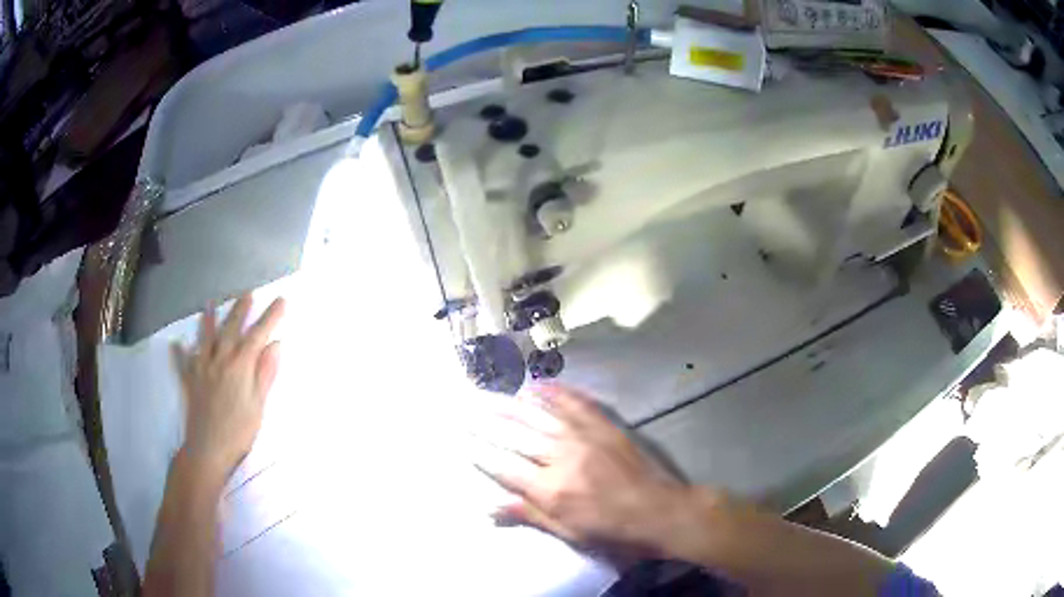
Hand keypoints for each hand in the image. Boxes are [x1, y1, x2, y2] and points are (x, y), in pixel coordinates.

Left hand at [170, 294, 284, 479]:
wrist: (208, 449)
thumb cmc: (239, 431)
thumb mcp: (258, 405)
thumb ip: (265, 374)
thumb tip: (275, 345)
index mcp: (240, 366)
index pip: (258, 335)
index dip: (271, 317)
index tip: (282, 300)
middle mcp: (219, 359)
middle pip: (231, 328)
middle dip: (241, 309)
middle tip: (249, 293)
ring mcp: (201, 368)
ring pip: (205, 338)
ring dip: (208, 320)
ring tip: (210, 303)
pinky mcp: (189, 380)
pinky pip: (182, 362)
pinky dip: (179, 353)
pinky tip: (176, 345)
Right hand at [473, 385, 693, 555]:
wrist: (660, 511)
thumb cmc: (612, 531)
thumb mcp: (569, 533)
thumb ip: (529, 515)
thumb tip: (490, 507)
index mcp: (551, 489)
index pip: (505, 468)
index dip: (481, 454)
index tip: (463, 441)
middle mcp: (562, 458)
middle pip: (517, 436)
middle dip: (489, 422)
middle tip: (468, 407)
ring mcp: (584, 438)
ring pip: (541, 415)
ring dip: (515, 403)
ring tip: (494, 393)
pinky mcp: (604, 427)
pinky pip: (575, 404)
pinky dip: (555, 392)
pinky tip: (539, 385)